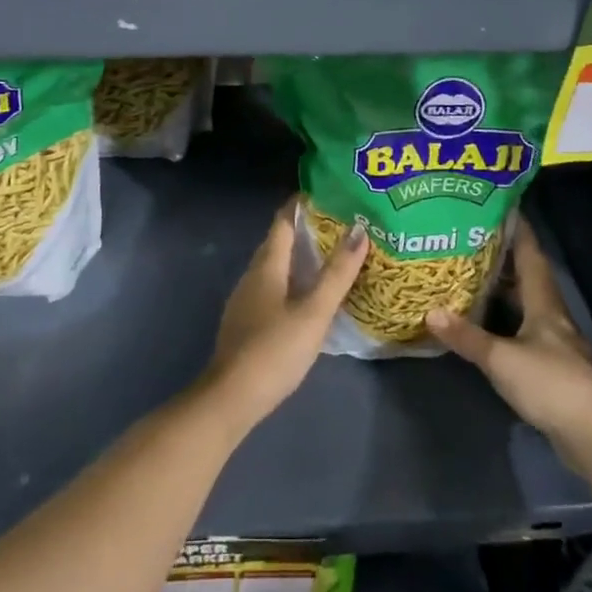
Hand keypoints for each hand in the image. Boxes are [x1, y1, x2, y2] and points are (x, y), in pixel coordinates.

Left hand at [203, 200, 367, 432]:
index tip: (328, 194)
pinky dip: (292, 281)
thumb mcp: (313, 312)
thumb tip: (359, 230)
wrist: (231, 397)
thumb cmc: (275, 349)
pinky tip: (308, 297)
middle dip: (305, 230)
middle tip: (340, 225)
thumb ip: (337, 274)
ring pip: (275, 267)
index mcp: (266, 265)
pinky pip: (272, 288)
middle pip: (278, 242)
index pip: (283, 221)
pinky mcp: (246, 322)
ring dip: (299, 258)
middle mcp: (252, 275)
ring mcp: (245, 299)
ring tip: (330, 258)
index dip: (302, 205)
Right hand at [427, 225, 591, 456]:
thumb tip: (428, 310)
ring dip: (503, 292)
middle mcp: (551, 318)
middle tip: (472, 240)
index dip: (519, 231)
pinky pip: (523, 333)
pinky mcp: (552, 371)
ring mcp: (554, 346)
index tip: (503, 207)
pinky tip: (486, 325)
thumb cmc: (552, 385)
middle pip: (528, 279)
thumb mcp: (501, 359)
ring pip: (525, 307)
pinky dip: (504, 322)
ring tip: (472, 276)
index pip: (531, 257)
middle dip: (504, 259)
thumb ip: (466, 336)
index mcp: (544, 305)